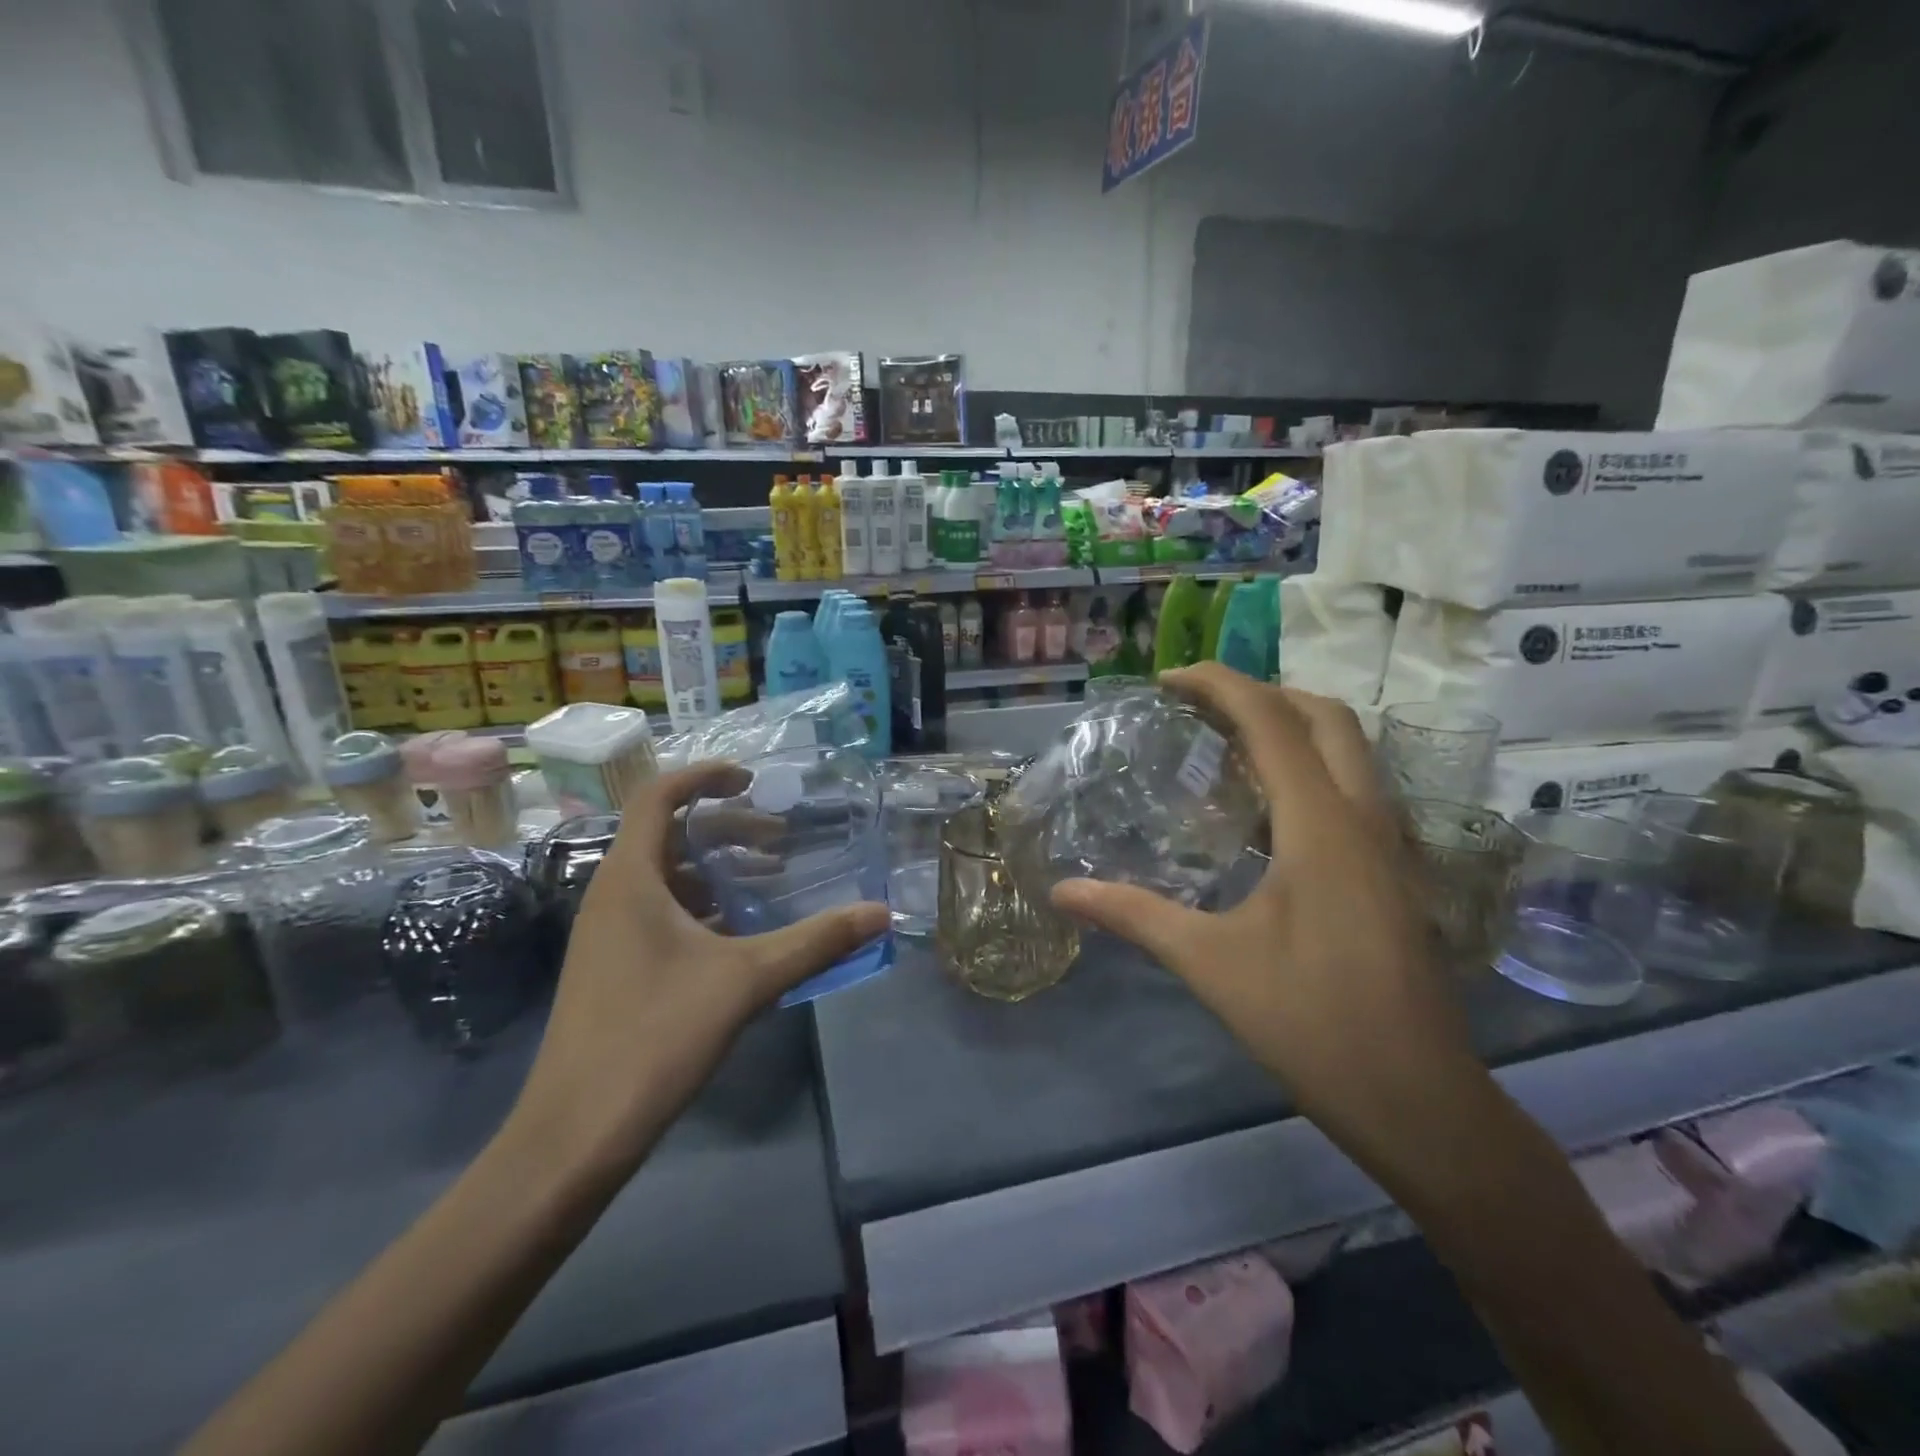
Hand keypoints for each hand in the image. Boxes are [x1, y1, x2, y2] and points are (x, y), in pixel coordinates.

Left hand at [509, 762, 889, 1177]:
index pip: (659, 796)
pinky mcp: (613, 966)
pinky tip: (740, 934)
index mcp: (630, 879)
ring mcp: (608, 934)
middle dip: (726, 828)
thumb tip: (880, 913)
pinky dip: (702, 906)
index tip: (753, 781)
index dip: (705, 776)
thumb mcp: (746, 981)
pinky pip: (660, 912)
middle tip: (779, 841)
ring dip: (716, 869)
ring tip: (768, 882)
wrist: (576, 1134)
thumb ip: (815, 941)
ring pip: (665, 877)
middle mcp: (611, 895)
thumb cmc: (654, 1038)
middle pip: (668, 835)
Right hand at [1050, 667, 1478, 1155]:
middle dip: (1262, 693)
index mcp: (1321, 824)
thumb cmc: (1312, 1023)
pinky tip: (1266, 810)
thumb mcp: (1210, 964)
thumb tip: (1061, 892)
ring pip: (1349, 750)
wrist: (1420, 1101)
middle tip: (1200, 708)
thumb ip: (1133, 915)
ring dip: (1291, 727)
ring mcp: (1390, 844)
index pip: (1271, 720)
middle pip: (1325, 715)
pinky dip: (1309, 768)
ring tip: (1226, 744)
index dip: (1218, 684)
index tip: (1167, 680)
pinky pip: (1353, 788)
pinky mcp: (1394, 872)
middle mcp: (1364, 817)